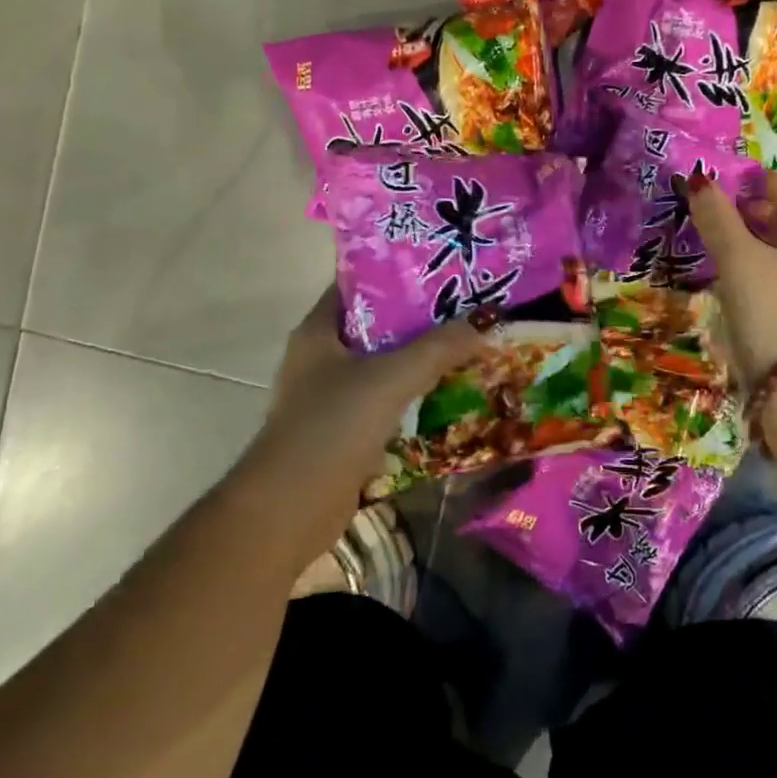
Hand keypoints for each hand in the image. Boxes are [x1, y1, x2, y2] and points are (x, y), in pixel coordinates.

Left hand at [240, 287, 486, 543]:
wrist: (289, 511)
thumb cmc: (331, 428)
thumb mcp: (390, 379)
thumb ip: (439, 348)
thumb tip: (487, 321)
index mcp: (319, 331)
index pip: (359, 285)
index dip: (398, 272)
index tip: (444, 267)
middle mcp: (322, 357)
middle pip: (379, 325)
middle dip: (422, 318)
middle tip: (470, 305)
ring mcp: (331, 396)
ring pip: (385, 365)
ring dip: (423, 359)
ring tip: (471, 343)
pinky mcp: (345, 430)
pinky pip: (387, 401)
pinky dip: (415, 395)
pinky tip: (452, 392)